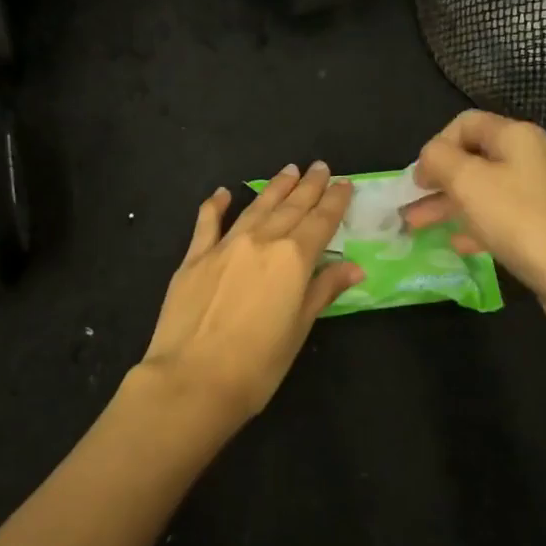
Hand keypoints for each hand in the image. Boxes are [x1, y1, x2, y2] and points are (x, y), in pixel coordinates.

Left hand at [134, 163, 361, 427]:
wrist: (191, 379)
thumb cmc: (257, 365)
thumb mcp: (299, 329)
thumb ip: (323, 291)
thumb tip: (353, 267)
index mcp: (293, 259)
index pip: (320, 221)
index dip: (334, 201)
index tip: (343, 183)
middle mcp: (261, 241)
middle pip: (290, 207)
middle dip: (308, 186)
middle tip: (319, 166)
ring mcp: (224, 246)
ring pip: (255, 207)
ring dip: (274, 188)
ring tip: (288, 170)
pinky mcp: (194, 257)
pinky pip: (207, 222)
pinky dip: (215, 205)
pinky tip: (222, 193)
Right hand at [403, 111, 545, 344]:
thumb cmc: (522, 221)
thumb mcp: (469, 182)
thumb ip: (439, 160)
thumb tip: (429, 158)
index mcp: (517, 138)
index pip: (466, 124)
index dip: (436, 146)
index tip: (419, 178)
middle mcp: (531, 159)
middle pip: (474, 159)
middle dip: (437, 181)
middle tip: (408, 205)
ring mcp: (541, 196)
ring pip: (484, 192)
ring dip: (449, 206)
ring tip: (417, 227)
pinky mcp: (545, 229)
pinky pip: (501, 220)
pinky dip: (474, 227)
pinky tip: (457, 244)